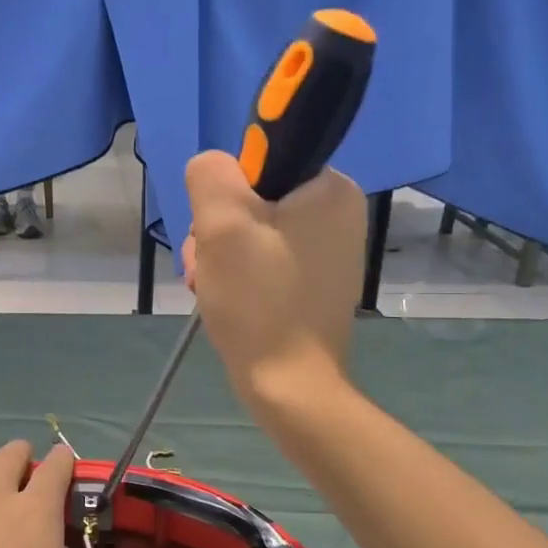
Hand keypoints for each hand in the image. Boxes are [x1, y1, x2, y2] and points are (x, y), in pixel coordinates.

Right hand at [182, 151, 365, 402]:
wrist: (289, 386)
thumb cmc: (259, 301)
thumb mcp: (223, 225)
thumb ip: (212, 175)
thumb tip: (213, 166)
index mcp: (330, 189)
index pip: (261, 161)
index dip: (228, 193)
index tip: (218, 230)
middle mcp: (337, 213)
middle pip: (252, 199)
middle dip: (218, 231)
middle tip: (210, 267)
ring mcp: (327, 251)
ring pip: (252, 231)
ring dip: (221, 256)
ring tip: (213, 289)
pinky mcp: (313, 281)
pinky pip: (264, 258)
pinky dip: (239, 275)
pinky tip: (227, 300)